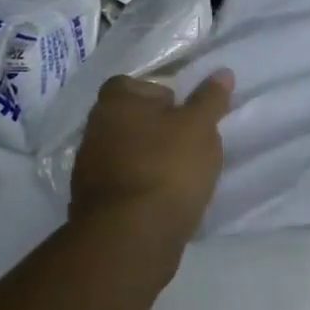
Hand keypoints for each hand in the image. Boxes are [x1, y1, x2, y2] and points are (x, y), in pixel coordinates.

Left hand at [69, 70, 234, 266]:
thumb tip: (222, 72)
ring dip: (149, 158)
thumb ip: (210, 99)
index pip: (136, 84)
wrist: (130, 237)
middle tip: (189, 142)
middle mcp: (94, 129)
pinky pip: (123, 182)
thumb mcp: (200, 127)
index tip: (186, 114)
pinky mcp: (91, 202)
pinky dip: (141, 185)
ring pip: (127, 151)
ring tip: (181, 174)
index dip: (163, 95)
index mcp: (115, 102)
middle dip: (158, 128)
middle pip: (132, 119)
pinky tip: (164, 199)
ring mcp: (87, 168)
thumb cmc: (167, 167)